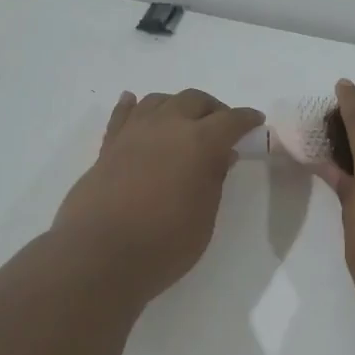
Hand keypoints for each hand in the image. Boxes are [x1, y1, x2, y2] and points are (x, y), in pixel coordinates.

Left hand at [52, 89, 264, 302]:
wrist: (99, 254)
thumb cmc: (163, 243)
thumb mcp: (204, 217)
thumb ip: (214, 180)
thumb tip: (221, 155)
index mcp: (199, 142)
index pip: (230, 120)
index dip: (246, 119)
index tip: (255, 122)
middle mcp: (167, 126)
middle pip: (194, 100)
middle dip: (212, 109)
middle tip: (221, 126)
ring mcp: (133, 133)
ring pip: (159, 100)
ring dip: (176, 105)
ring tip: (183, 121)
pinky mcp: (108, 146)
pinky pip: (123, 114)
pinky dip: (133, 105)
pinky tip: (135, 103)